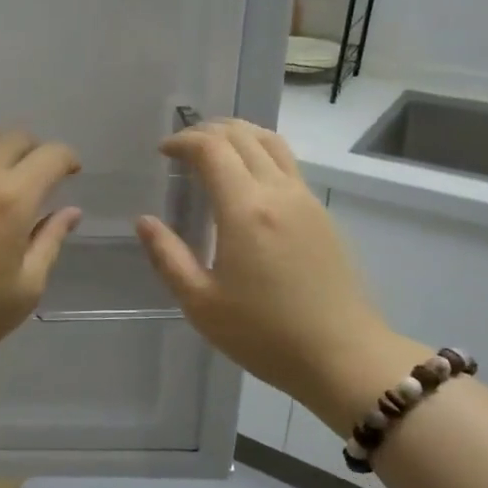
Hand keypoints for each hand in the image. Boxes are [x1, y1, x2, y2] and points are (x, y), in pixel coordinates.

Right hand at [135, 119, 418, 430]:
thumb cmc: (264, 334)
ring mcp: (305, 199)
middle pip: (242, 136)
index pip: (212, 149)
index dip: (183, 141)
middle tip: (182, 149)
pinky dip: (259, 153)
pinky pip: (287, 163)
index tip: (163, 152)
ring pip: (271, 142)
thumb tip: (145, 221)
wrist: (342, 356)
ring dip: (238, 135)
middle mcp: (278, 192)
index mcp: (245, 210)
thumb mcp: (201, 304)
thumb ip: (168, 257)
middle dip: (207, 131)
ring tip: (213, 151)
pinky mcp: (321, 213)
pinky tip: (245, 179)